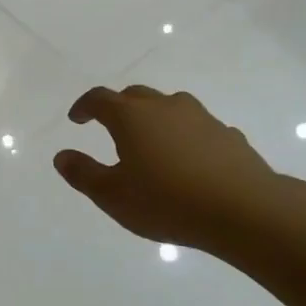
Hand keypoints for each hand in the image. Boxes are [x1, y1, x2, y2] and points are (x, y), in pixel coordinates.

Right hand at [53, 86, 281, 253]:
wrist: (243, 209)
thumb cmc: (167, 201)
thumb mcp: (112, 196)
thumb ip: (83, 174)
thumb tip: (61, 156)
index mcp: (131, 117)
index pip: (100, 99)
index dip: (84, 106)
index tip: (77, 119)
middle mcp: (165, 107)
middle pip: (135, 96)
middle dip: (118, 108)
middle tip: (110, 127)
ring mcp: (201, 118)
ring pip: (170, 107)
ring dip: (155, 119)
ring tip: (152, 143)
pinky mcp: (228, 135)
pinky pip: (198, 129)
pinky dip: (186, 137)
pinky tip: (189, 161)